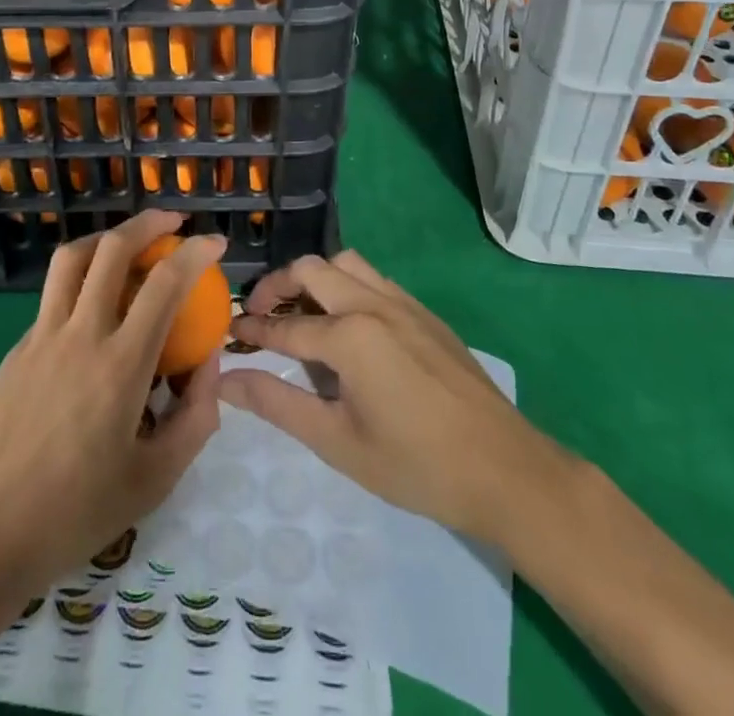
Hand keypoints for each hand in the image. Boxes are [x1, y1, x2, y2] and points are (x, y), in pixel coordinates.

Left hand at [0, 211, 225, 595]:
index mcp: (121, 364)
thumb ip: (194, 419)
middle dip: (148, 222)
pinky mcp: (18, 349)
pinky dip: (80, 283)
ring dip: (106, 239)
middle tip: (173, 221)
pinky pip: (53, 297)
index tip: (215, 243)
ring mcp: (42, 336)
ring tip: (128, 245)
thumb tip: (210, 365)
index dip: (196, 252)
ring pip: (72, 258)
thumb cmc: (74, 513)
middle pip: (112, 249)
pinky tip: (91, 314)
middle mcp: (81, 334)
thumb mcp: (154, 480)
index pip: (165, 283)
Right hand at [220, 250, 571, 544]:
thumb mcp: (337, 442)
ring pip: (346, 264)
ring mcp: (403, 303)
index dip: (252, 330)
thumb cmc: (416, 465)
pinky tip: (349, 324)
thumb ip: (278, 404)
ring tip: (303, 312)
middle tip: (260, 315)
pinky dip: (348, 285)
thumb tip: (227, 381)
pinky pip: (375, 279)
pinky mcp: (425, 313)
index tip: (227, 334)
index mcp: (350, 336)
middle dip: (278, 286)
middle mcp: (373, 304)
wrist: (505, 470)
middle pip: (311, 270)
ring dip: (315, 278)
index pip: (285, 326)